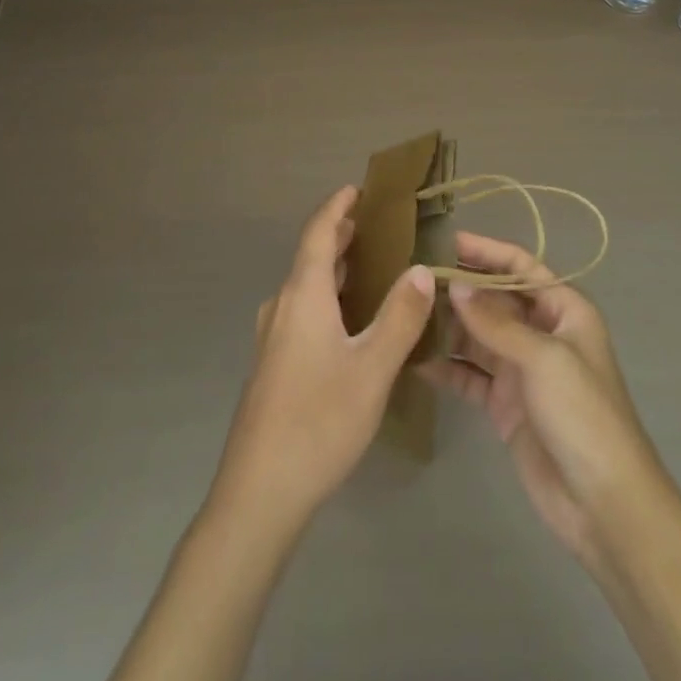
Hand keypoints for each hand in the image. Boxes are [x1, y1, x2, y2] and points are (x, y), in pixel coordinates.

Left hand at [209, 185, 436, 535]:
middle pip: (311, 256)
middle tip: (375, 225)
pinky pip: (302, 310)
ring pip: (306, 286)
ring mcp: (272, 336)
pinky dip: (326, 296)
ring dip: (334, 268)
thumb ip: (399, 317)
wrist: (259, 491)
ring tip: (369, 265)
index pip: (318, 233)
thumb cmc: (319, 420)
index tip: (358, 189)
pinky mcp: (272, 363)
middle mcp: (282, 305)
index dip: (337, 208)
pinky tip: (348, 320)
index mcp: (303, 295)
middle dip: (340, 236)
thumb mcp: (372, 369)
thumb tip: (421, 269)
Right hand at [421, 231, 669, 574]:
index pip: (521, 268)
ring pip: (478, 336)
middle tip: (415, 279)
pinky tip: (416, 360)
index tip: (447, 242)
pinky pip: (470, 376)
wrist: (605, 506)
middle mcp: (542, 334)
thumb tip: (455, 287)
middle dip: (460, 289)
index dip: (487, 252)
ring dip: (448, 326)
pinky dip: (447, 368)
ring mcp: (522, 370)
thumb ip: (495, 322)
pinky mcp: (506, 405)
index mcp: (564, 312)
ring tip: (407, 314)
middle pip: (495, 300)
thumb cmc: (584, 416)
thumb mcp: (543, 359)